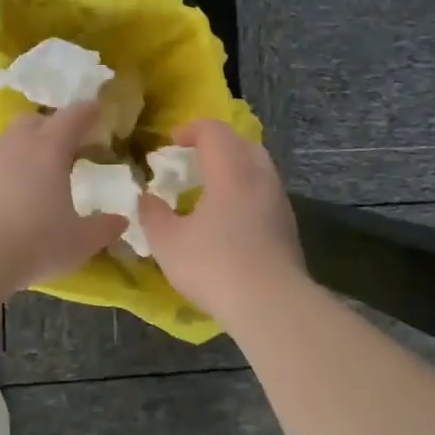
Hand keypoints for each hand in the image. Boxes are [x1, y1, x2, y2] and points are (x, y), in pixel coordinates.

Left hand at [0, 102, 127, 295]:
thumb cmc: (33, 242)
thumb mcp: (79, 242)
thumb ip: (103, 229)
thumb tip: (120, 221)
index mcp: (50, 148)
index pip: (74, 116)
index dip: (89, 112)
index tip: (99, 112)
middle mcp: (17, 143)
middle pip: (36, 120)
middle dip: (54, 127)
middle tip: (69, 147)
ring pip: (11, 140)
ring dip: (28, 148)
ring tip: (39, 174)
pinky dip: (7, 169)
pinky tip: (12, 194)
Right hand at [139, 119, 305, 320]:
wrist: (271, 305)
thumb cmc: (214, 266)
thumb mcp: (167, 242)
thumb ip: (152, 214)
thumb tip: (147, 198)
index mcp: (231, 171)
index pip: (214, 131)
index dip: (191, 130)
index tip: (170, 143)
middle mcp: (260, 178)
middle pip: (242, 143)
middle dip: (216, 145)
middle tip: (193, 161)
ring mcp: (279, 202)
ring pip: (258, 169)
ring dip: (233, 170)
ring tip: (209, 191)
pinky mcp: (287, 227)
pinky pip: (264, 194)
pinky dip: (245, 194)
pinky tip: (229, 220)